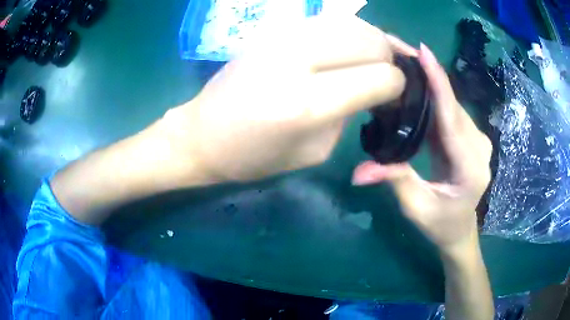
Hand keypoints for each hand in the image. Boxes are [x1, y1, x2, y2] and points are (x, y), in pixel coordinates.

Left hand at [162, 14, 416, 183]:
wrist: (202, 134)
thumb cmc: (253, 156)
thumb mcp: (314, 151)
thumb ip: (350, 115)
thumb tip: (374, 86)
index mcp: (308, 103)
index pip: (380, 77)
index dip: (398, 86)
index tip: (396, 96)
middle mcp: (298, 60)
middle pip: (372, 41)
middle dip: (390, 58)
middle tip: (388, 76)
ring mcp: (283, 37)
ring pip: (352, 23)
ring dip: (373, 40)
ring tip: (375, 59)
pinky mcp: (274, 30)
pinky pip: (328, 20)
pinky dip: (349, 31)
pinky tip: (350, 46)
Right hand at [352, 44, 491, 253]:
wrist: (460, 229)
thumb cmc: (440, 225)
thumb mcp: (417, 207)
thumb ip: (395, 182)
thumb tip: (358, 172)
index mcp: (470, 167)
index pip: (452, 117)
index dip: (439, 82)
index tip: (422, 51)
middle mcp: (479, 146)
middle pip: (452, 104)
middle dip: (428, 74)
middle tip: (397, 50)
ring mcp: (476, 139)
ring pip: (451, 104)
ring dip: (429, 82)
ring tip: (402, 62)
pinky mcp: (469, 136)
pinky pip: (450, 111)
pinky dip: (434, 95)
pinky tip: (416, 85)